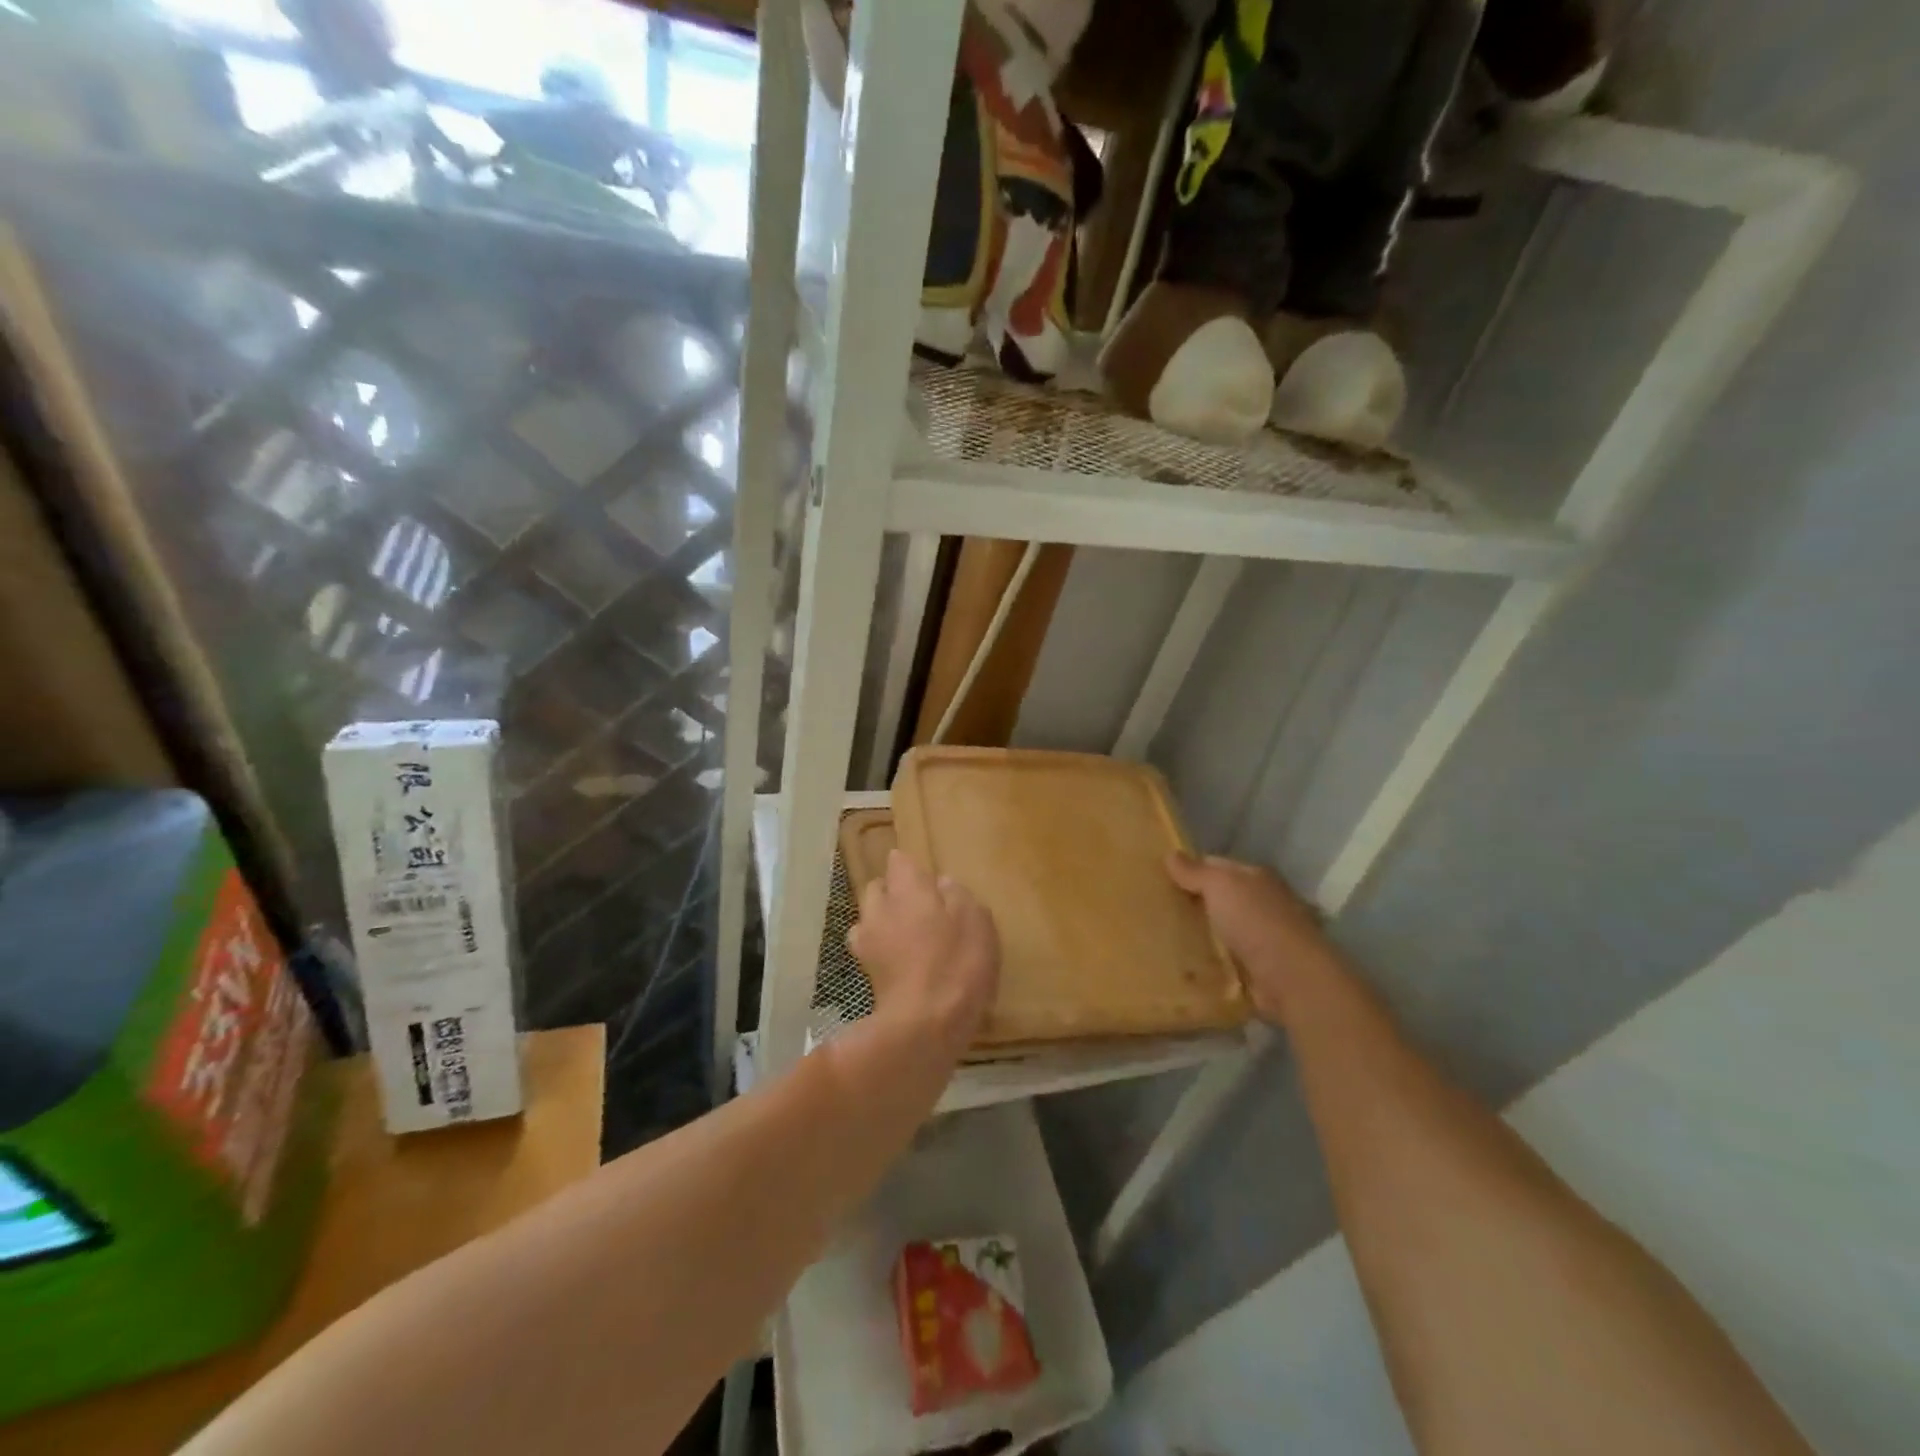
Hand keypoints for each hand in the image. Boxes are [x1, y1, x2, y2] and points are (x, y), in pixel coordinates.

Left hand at [849, 850, 999, 1055]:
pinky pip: (869, 949)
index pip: (899, 861)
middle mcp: (880, 907)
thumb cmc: (957, 962)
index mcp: (908, 888)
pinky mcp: (865, 972)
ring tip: (906, 936)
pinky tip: (900, 963)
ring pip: (868, 918)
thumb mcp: (976, 921)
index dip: (910, 867)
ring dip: (881, 921)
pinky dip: (881, 950)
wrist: (925, 1023)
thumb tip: (942, 883)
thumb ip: (957, 896)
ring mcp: (867, 941)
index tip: (926, 878)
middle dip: (892, 892)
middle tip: (920, 907)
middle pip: (877, 888)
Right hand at [1166, 852, 1336, 1024]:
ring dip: (1198, 936)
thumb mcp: (1221, 885)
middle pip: (1218, 899)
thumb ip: (1195, 871)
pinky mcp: (1257, 971)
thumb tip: (1170, 854)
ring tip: (1160, 939)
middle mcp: (1262, 904)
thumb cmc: (1256, 922)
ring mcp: (1261, 939)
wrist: (1292, 979)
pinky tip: (1182, 966)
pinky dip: (1207, 964)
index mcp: (1256, 878)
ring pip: (1219, 931)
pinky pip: (1223, 962)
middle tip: (1154, 910)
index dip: (1189, 870)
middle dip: (1190, 904)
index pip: (1217, 866)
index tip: (1158, 879)